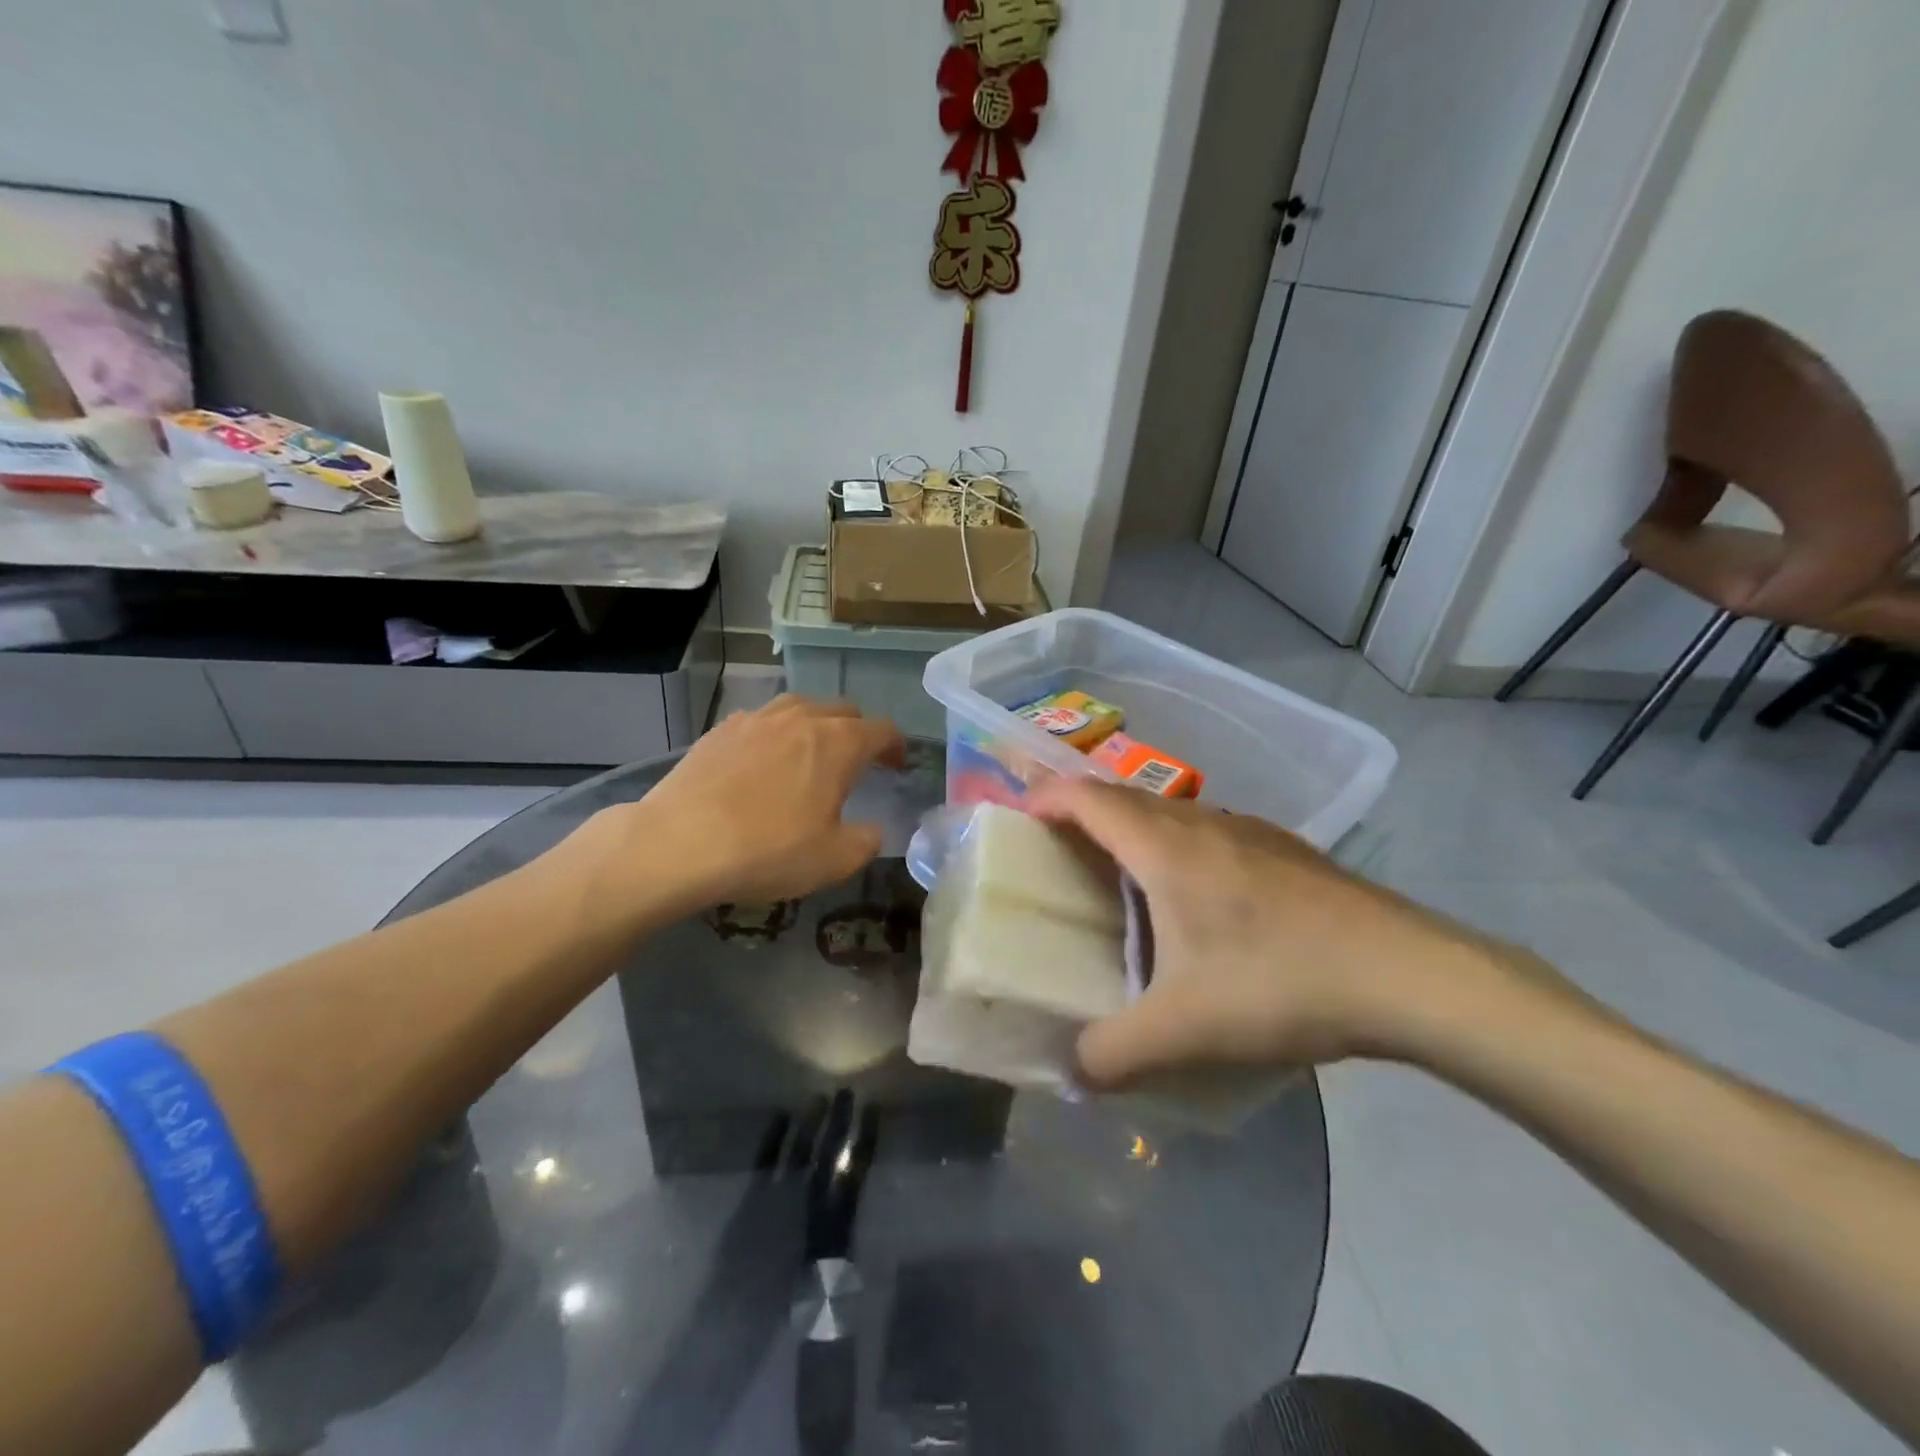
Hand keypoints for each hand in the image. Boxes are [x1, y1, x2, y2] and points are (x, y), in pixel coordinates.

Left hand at [588, 696, 905, 917]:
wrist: (679, 842)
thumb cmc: (769, 849)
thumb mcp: (834, 860)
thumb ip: (866, 841)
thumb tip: (872, 830)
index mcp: (839, 743)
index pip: (882, 730)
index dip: (896, 746)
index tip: (897, 765)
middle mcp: (802, 718)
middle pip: (843, 710)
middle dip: (859, 732)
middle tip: (859, 761)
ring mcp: (757, 719)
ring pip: (800, 707)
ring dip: (816, 725)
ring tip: (811, 753)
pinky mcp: (720, 730)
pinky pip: (761, 721)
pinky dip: (775, 734)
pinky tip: (763, 760)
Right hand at [1025, 780, 1522, 1088]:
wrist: (1408, 973)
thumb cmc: (1279, 982)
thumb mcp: (1184, 1030)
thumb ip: (1113, 1054)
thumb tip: (1074, 1071)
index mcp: (1164, 846)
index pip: (1086, 797)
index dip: (1044, 798)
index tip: (1017, 819)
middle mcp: (1201, 822)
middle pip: (1123, 797)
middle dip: (1080, 811)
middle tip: (1056, 849)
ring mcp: (1248, 830)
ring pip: (1169, 812)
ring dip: (1131, 827)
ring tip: (1119, 873)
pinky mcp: (1284, 849)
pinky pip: (1207, 831)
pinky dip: (1176, 845)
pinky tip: (1197, 899)